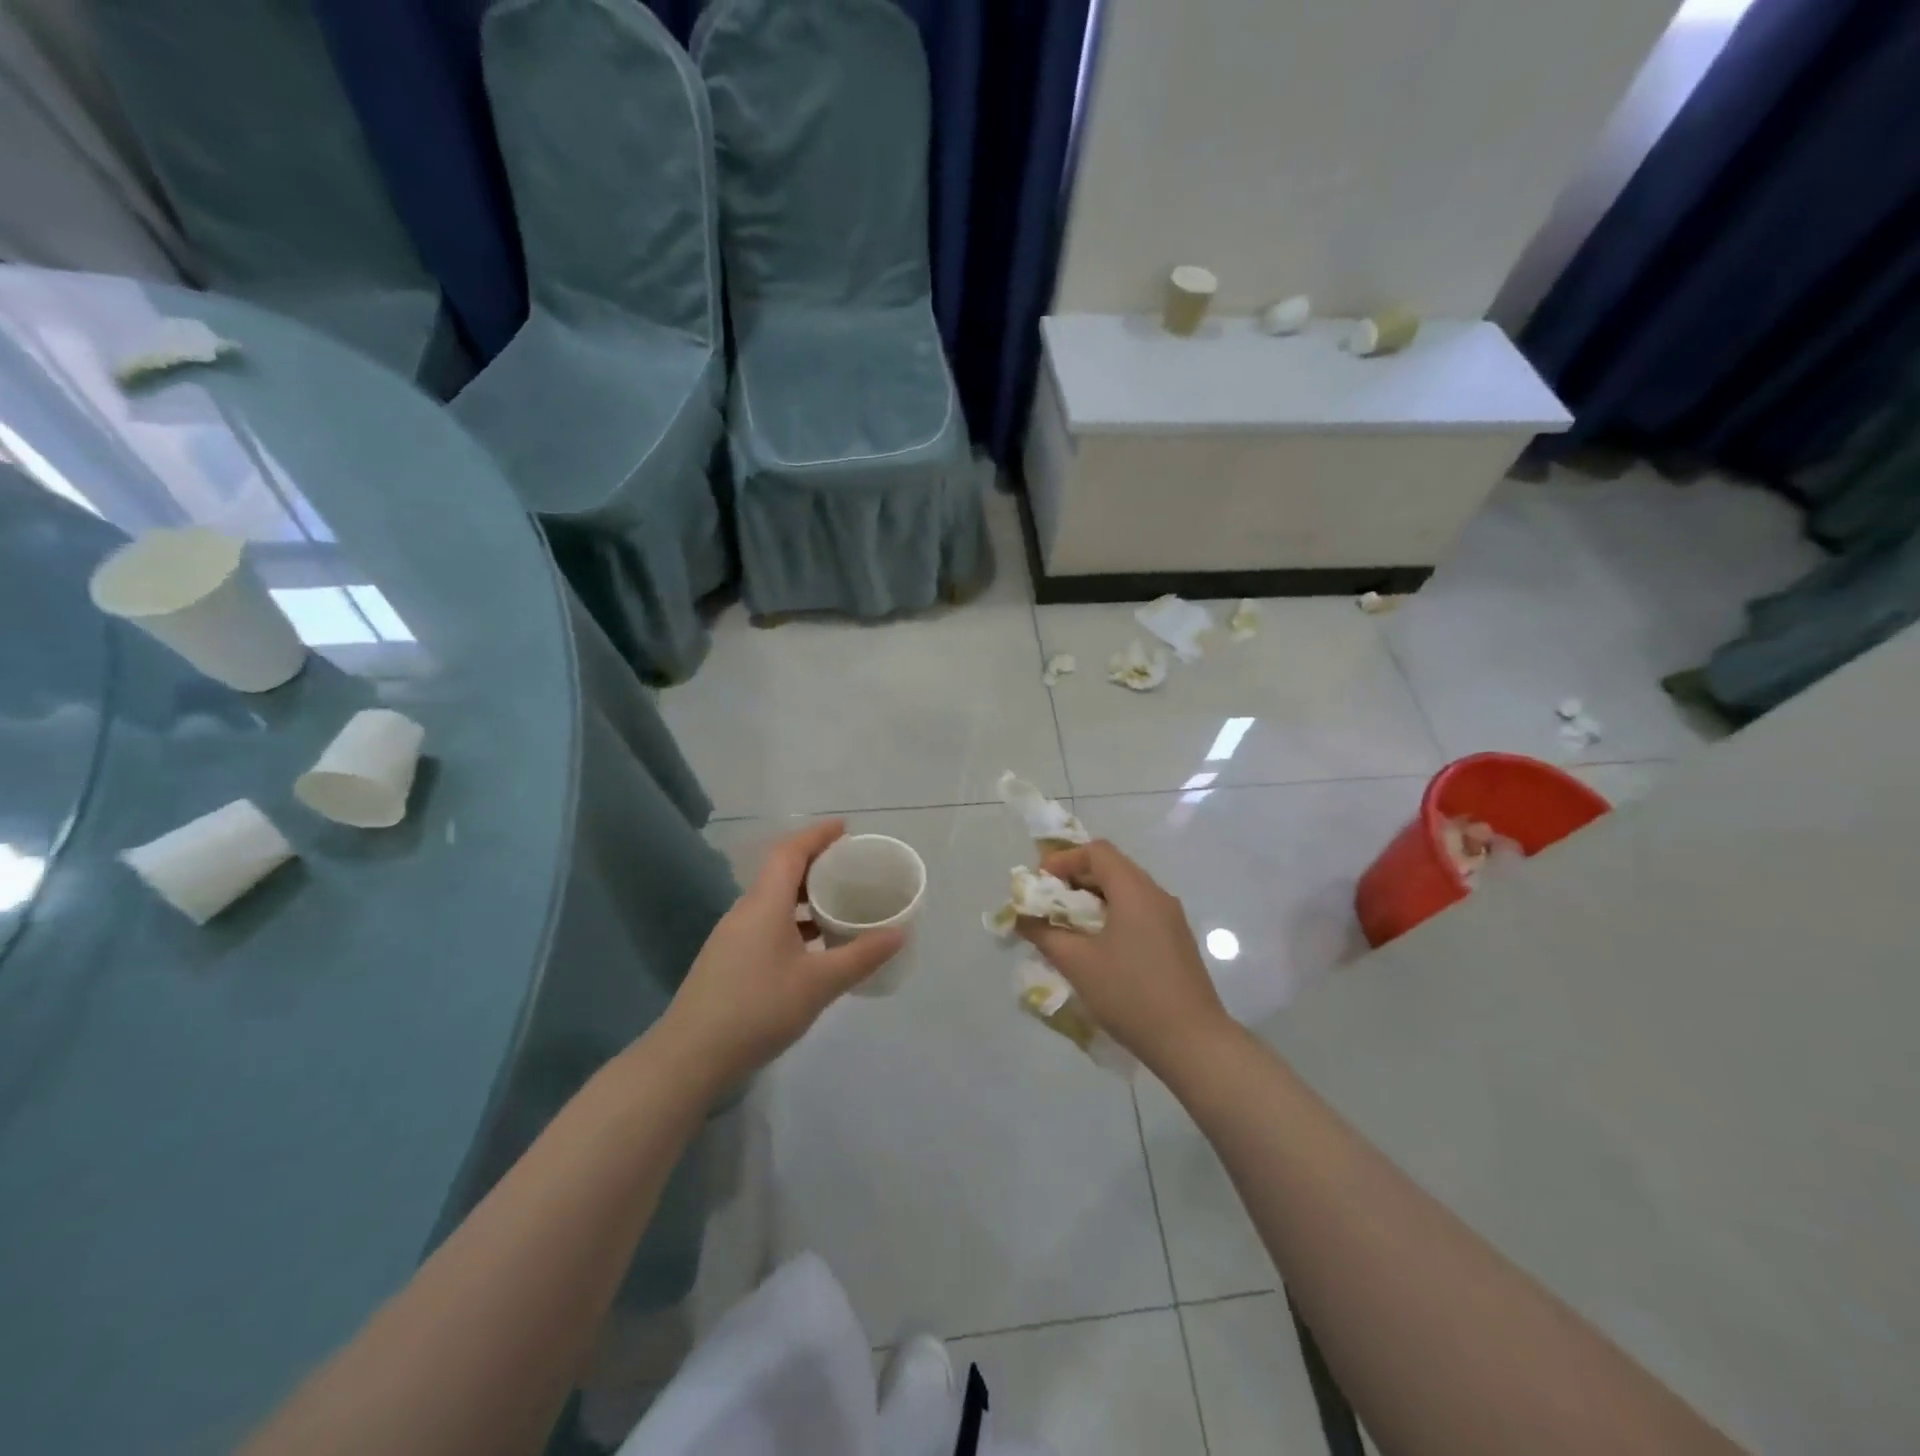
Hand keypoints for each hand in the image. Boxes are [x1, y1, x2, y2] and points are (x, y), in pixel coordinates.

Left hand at [662, 820, 904, 1088]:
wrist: (690, 1058)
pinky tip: (812, 949)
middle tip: (850, 868)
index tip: (845, 828)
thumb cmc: (758, 1009)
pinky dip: (792, 923)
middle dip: (815, 865)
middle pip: (781, 873)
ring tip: (838, 907)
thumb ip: (861, 956)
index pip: (790, 852)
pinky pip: (765, 924)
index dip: (817, 835)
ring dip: (804, 898)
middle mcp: (745, 912)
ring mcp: (732, 937)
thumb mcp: (819, 984)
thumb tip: (899, 933)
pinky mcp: (727, 961)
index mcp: (764, 904)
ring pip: (773, 902)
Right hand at [1017, 840, 1233, 1077]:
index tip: (1041, 883)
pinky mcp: (1177, 941)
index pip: (1097, 851)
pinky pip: (1139, 912)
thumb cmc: (1130, 994)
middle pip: (1112, 867)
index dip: (1064, 859)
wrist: (1193, 1042)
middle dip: (1076, 879)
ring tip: (1068, 927)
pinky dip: (1113, 916)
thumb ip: (1045, 934)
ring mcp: (1171, 918)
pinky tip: (1098, 947)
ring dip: (1094, 900)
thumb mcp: (1078, 964)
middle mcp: (1156, 894)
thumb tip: (1022, 917)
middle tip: (1048, 904)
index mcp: (1134, 890)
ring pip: (1126, 891)